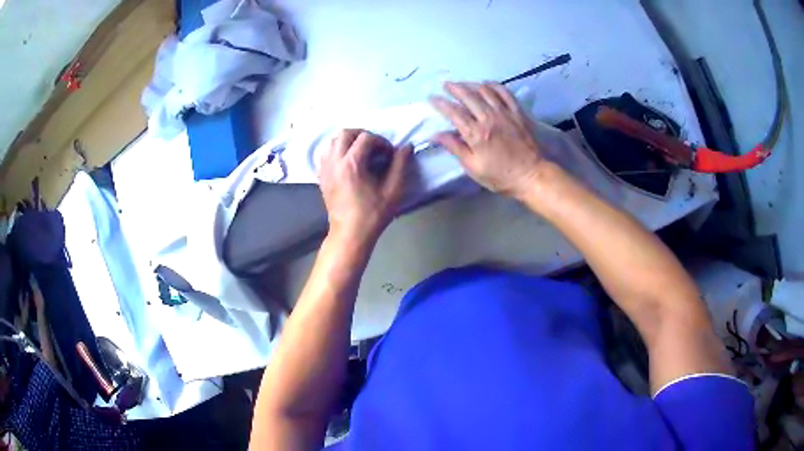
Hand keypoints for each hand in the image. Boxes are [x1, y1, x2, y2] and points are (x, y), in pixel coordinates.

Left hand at [319, 129, 410, 246]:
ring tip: (361, 153)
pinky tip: (348, 163)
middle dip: (362, 135)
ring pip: (333, 141)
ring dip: (348, 142)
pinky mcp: (321, 177)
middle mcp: (335, 161)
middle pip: (345, 133)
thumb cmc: (372, 214)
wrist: (350, 234)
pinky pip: (326, 154)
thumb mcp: (393, 190)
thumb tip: (406, 147)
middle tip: (375, 147)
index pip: (366, 137)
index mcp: (352, 163)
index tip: (389, 154)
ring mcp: (325, 169)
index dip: (381, 142)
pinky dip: (337, 151)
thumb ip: (400, 165)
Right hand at [429, 81, 547, 199]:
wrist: (531, 175)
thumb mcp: (473, 168)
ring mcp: (505, 113)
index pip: (453, 113)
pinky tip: (487, 84)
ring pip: (485, 90)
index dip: (441, 103)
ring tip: (464, 84)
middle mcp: (488, 118)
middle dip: (454, 88)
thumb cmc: (501, 176)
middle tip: (446, 85)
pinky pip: (504, 92)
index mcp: (476, 134)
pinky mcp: (517, 112)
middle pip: (468, 96)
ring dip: (471, 84)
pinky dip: (494, 85)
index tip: (432, 98)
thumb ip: (455, 148)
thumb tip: (436, 135)